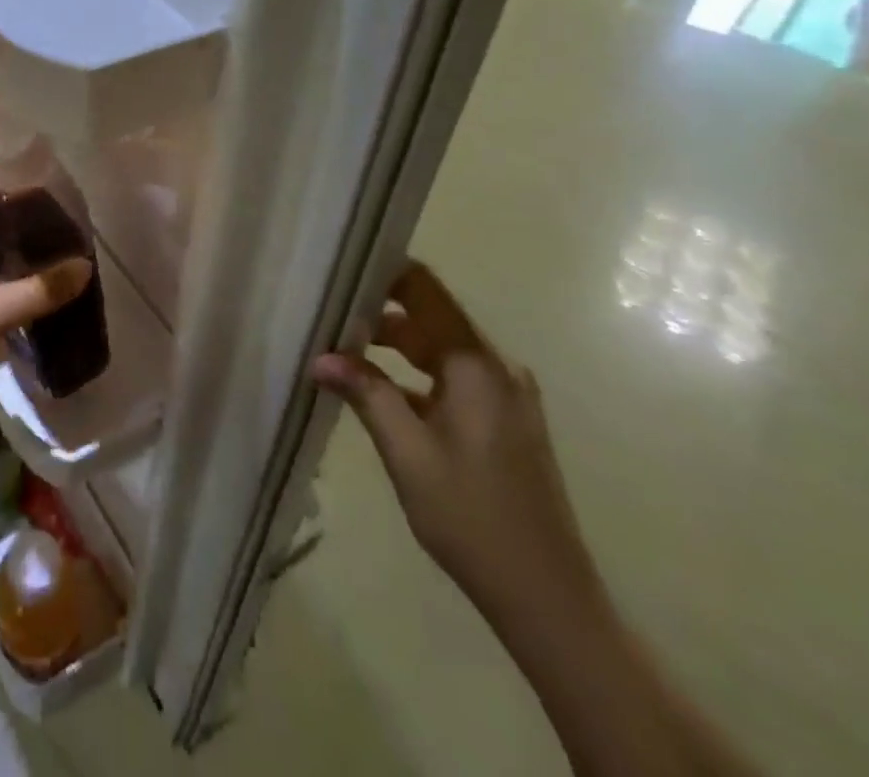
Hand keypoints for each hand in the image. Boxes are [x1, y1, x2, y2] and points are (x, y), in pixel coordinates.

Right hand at [311, 263, 603, 637]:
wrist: (548, 597)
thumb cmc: (472, 517)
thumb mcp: (407, 452)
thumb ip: (366, 394)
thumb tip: (320, 358)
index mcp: (476, 364)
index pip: (426, 290)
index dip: (385, 273)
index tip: (341, 270)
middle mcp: (496, 367)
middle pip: (431, 317)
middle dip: (379, 313)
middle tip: (328, 316)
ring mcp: (505, 395)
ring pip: (440, 349)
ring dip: (395, 346)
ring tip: (344, 350)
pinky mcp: (505, 421)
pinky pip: (453, 378)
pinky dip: (416, 376)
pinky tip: (380, 392)